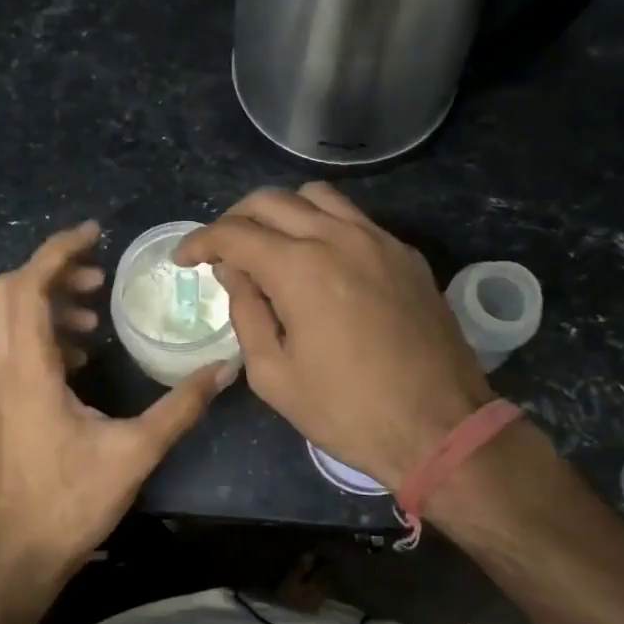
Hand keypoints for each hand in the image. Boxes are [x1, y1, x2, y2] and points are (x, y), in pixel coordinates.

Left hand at [0, 220, 236, 586]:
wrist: (19, 552)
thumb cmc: (72, 502)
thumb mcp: (136, 452)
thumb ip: (181, 406)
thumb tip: (223, 368)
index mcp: (28, 371)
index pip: (28, 287)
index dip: (58, 251)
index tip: (95, 234)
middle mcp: (1, 369)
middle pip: (6, 292)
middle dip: (52, 271)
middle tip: (99, 277)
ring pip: (5, 318)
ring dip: (46, 301)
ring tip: (95, 313)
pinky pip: (10, 345)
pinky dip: (41, 330)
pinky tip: (80, 354)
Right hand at [176, 185, 491, 489]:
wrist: (439, 428)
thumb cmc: (347, 411)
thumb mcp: (274, 374)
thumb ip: (246, 312)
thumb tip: (234, 272)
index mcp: (300, 268)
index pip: (235, 234)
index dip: (200, 242)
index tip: (183, 258)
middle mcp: (339, 237)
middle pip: (272, 201)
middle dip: (235, 220)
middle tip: (221, 251)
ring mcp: (379, 240)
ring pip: (317, 196)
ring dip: (281, 212)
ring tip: (269, 246)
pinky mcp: (406, 255)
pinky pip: (354, 219)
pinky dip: (322, 225)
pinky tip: (318, 261)